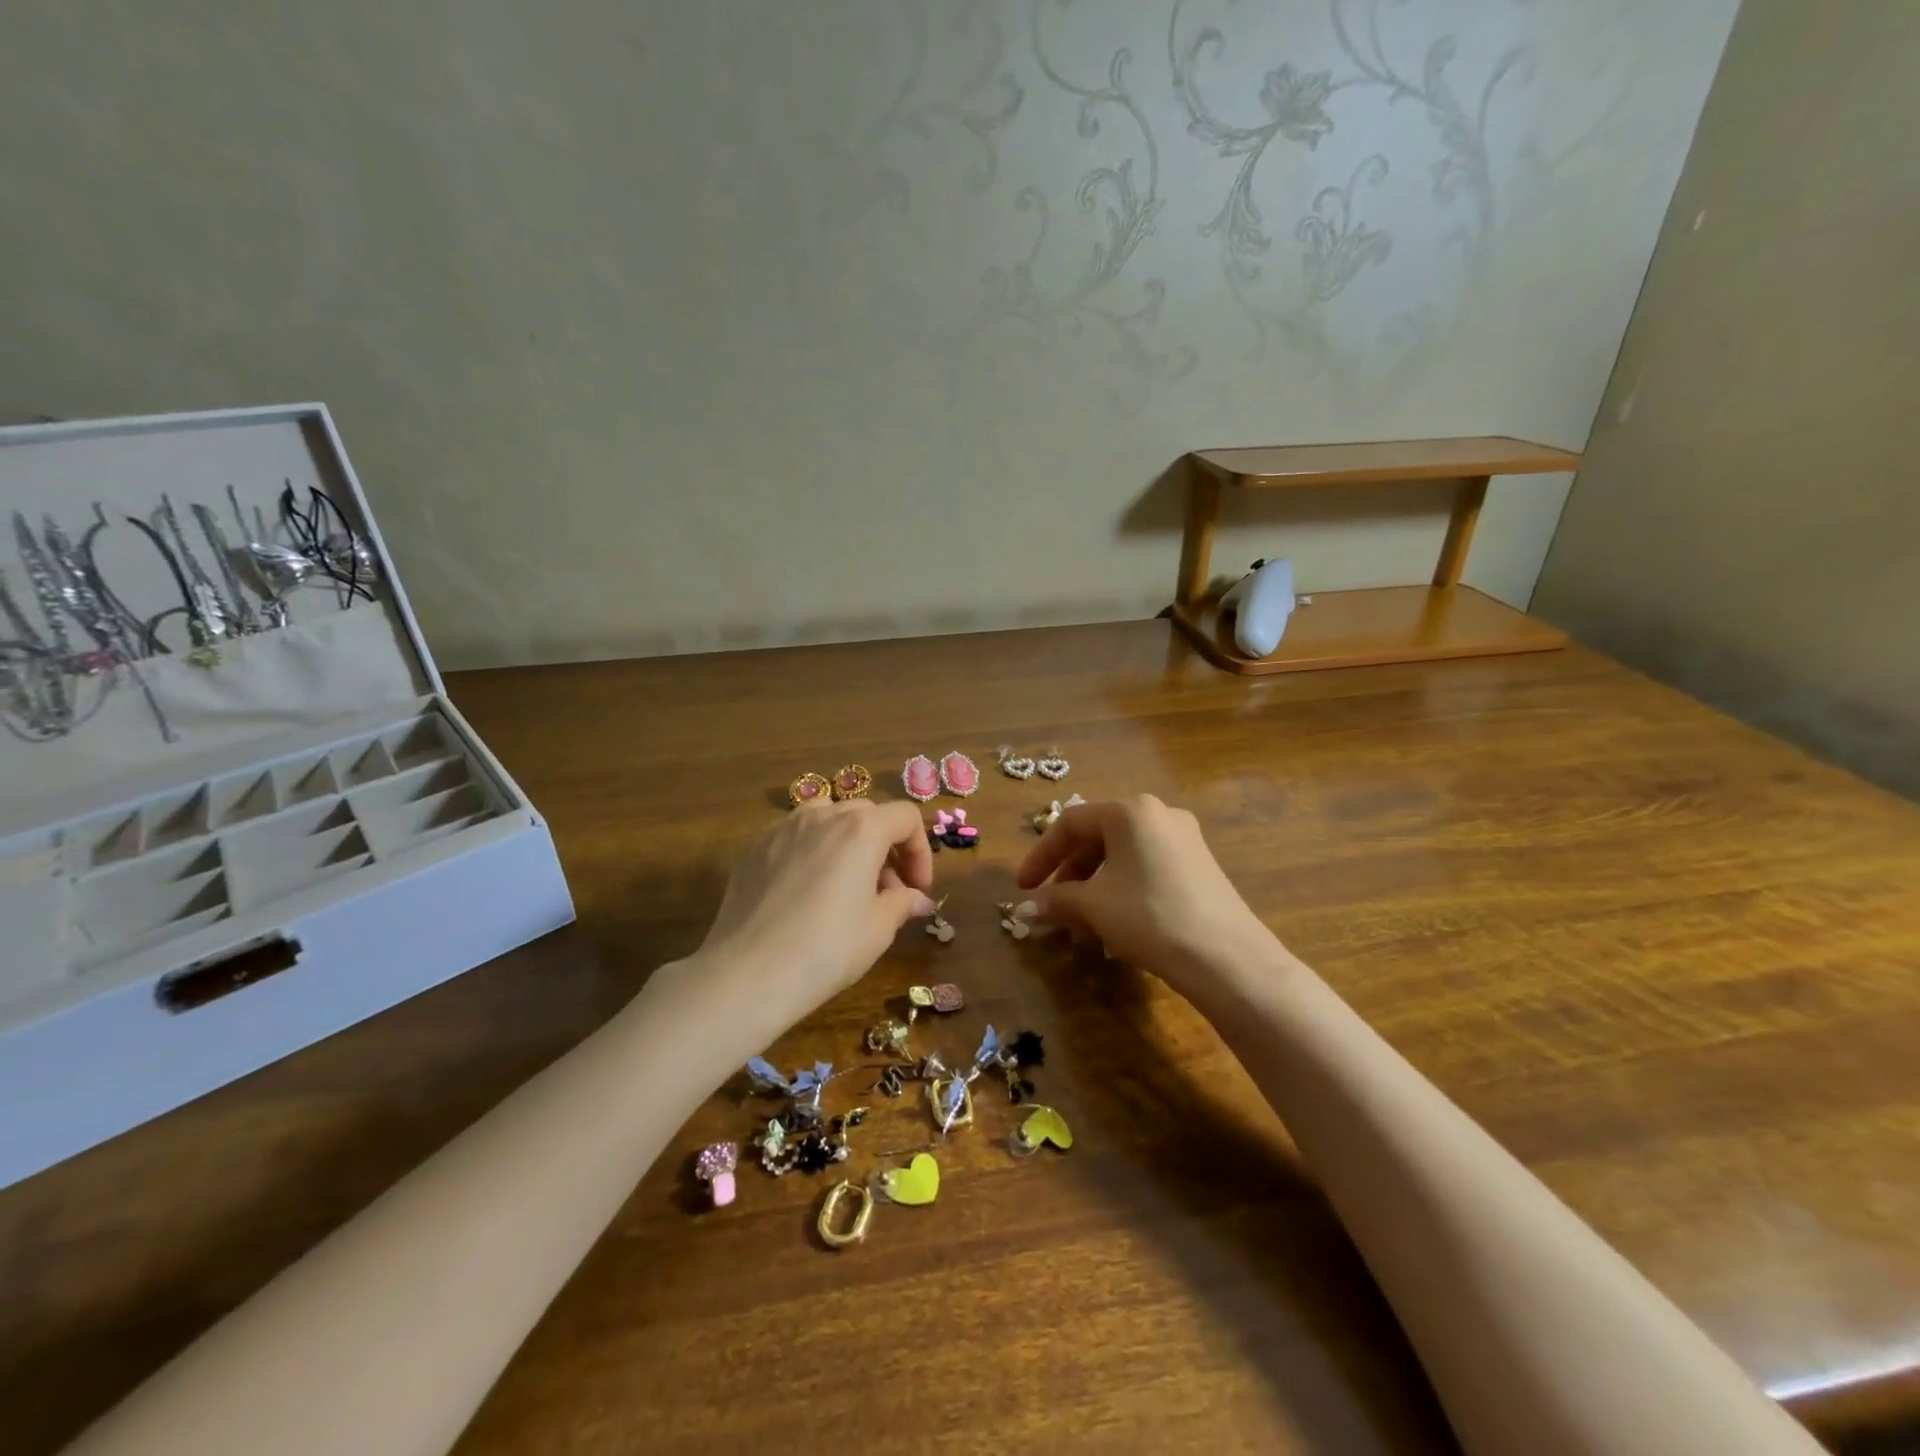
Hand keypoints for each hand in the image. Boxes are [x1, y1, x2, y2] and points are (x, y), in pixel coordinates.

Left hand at [692, 799, 935, 1037]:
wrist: (748, 973)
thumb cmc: (826, 949)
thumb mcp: (878, 929)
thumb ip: (903, 903)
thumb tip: (917, 898)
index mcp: (862, 829)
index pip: (906, 818)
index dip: (920, 851)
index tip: (917, 889)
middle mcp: (823, 815)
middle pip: (868, 814)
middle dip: (886, 847)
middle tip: (886, 891)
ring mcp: (784, 827)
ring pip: (829, 817)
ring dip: (848, 842)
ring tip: (845, 883)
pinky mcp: (755, 846)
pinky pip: (795, 834)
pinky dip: (812, 850)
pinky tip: (806, 890)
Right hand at [1015, 795, 1285, 997]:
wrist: (1227, 958)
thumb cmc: (1149, 916)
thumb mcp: (1093, 907)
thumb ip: (1055, 900)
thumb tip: (1025, 909)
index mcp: (1129, 810)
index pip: (1069, 824)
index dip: (1040, 856)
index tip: (1023, 887)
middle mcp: (1158, 814)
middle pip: (1097, 839)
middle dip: (1069, 876)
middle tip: (1054, 908)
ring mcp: (1184, 839)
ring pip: (1122, 858)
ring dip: (1094, 889)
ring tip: (1082, 928)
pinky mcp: (1200, 866)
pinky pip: (1146, 870)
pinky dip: (1122, 892)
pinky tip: (1116, 929)